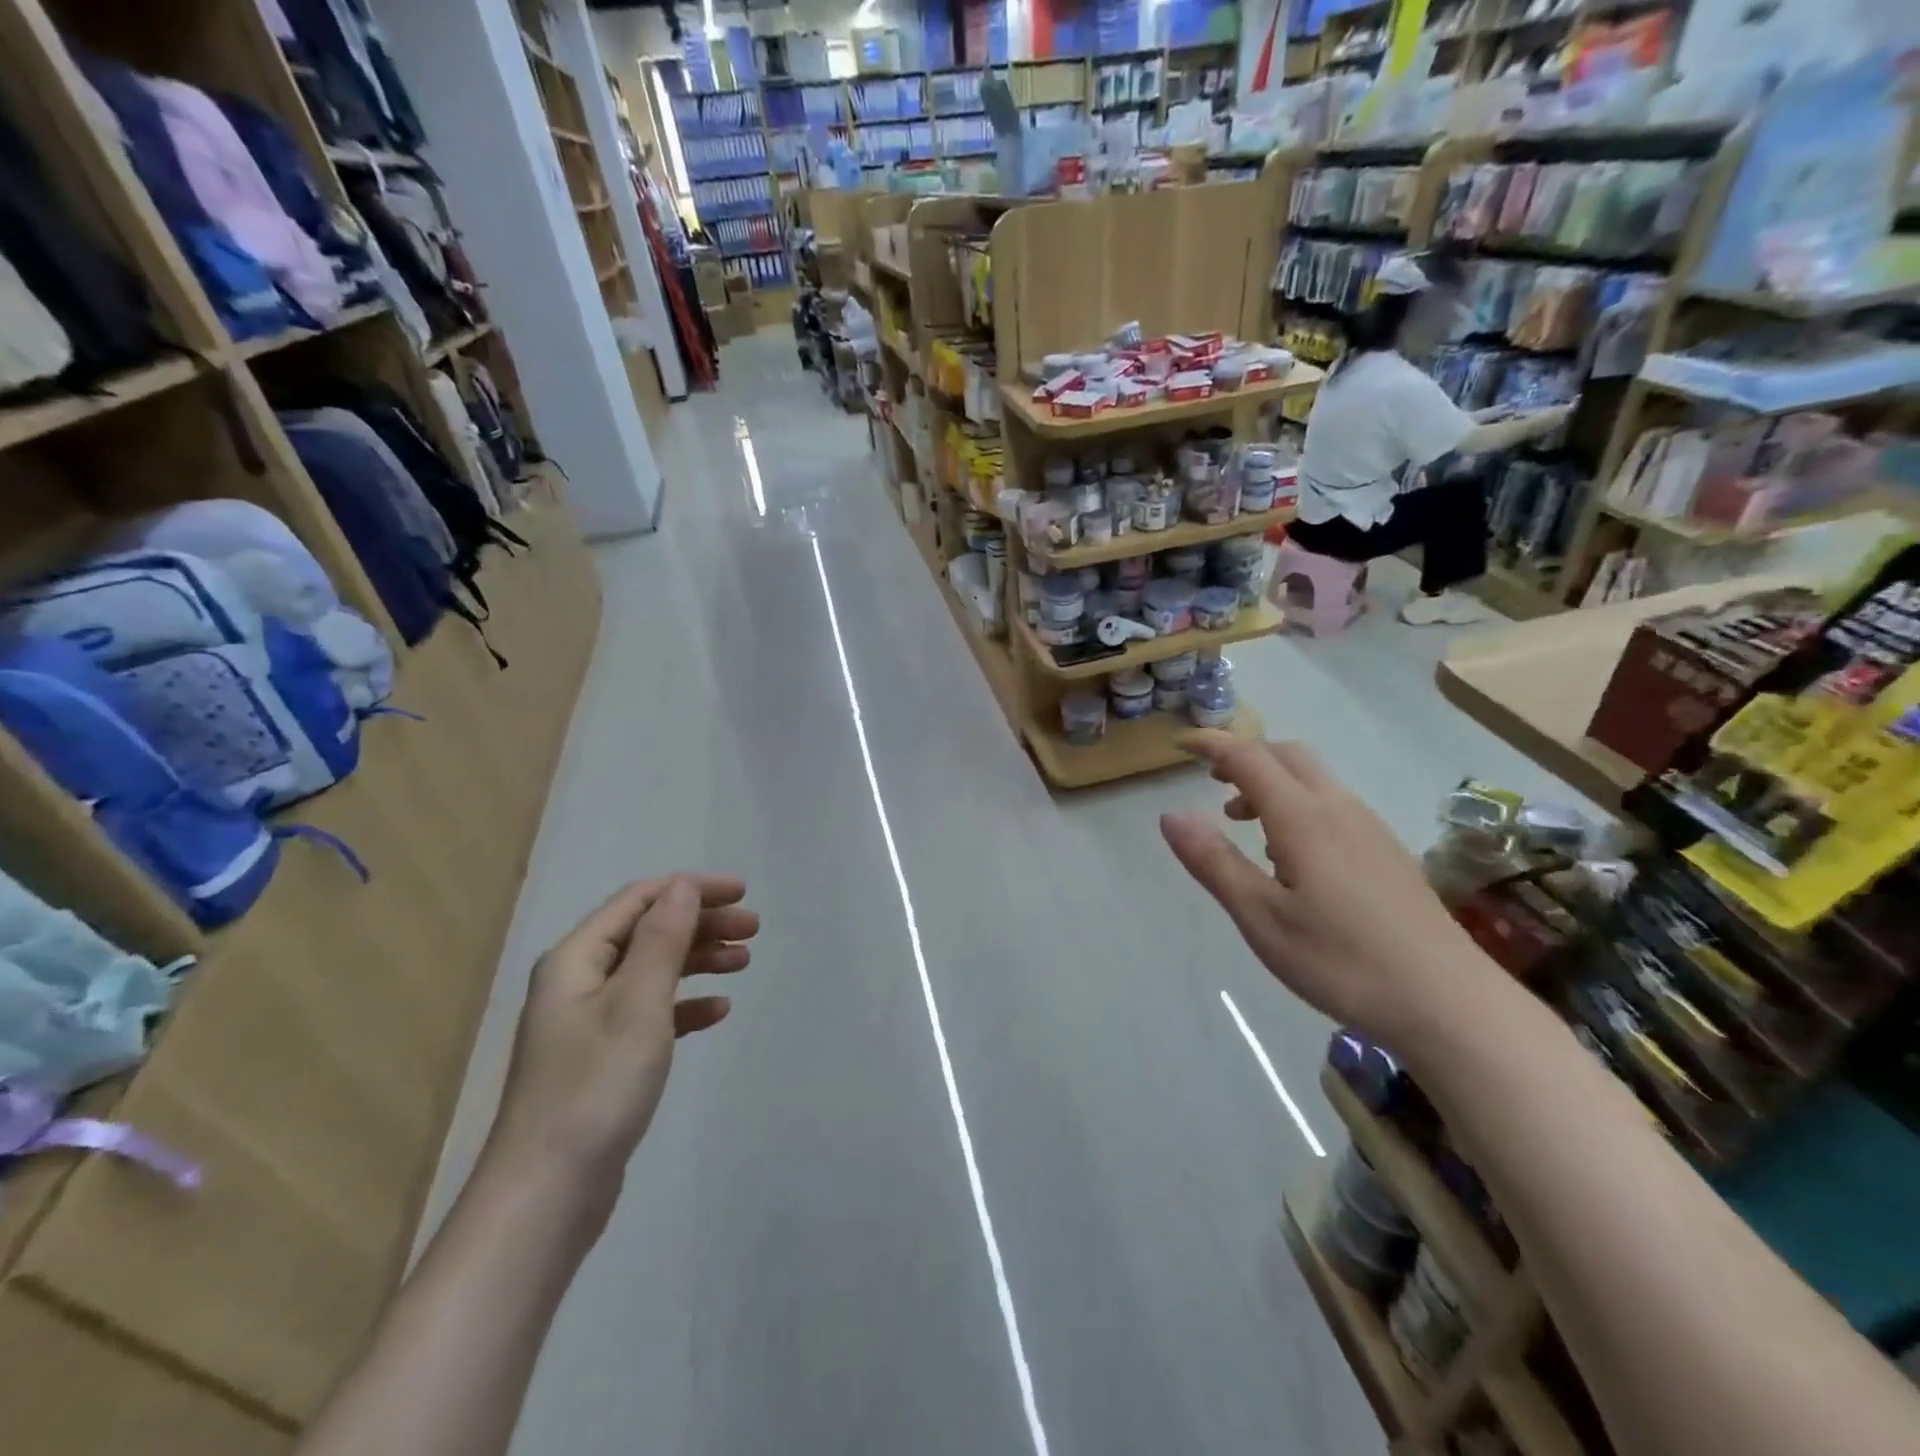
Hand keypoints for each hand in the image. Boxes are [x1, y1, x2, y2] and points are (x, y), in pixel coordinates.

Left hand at [485, 875, 757, 1208]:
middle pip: (648, 932)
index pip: (640, 900)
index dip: (692, 889)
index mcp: (576, 959)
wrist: (547, 1195)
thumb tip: (683, 886)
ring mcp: (589, 1023)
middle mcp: (579, 982)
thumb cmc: (595, 1087)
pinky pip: (651, 1014)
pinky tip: (717, 1013)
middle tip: (753, 929)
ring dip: (698, 960)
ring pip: (653, 971)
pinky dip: (685, 1005)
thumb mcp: (637, 1004)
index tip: (743, 892)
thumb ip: (662, 940)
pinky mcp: (603, 1060)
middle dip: (701, 923)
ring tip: (744, 963)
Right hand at [1160, 734, 1496, 1047]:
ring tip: (1244, 823)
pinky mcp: (1389, 853)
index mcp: (1303, 818)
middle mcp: (1339, 809)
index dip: (1213, 745)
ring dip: (1273, 783)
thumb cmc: (1341, 960)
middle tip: (1213, 781)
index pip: (1249, 758)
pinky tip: (1293, 857)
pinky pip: (1334, 806)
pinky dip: (1299, 806)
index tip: (1182, 744)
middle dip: (1246, 756)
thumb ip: (1213, 862)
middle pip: (1288, 755)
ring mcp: (1370, 829)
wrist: (1449, 1003)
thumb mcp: (1261, 917)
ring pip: (1314, 780)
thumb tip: (1170, 814)